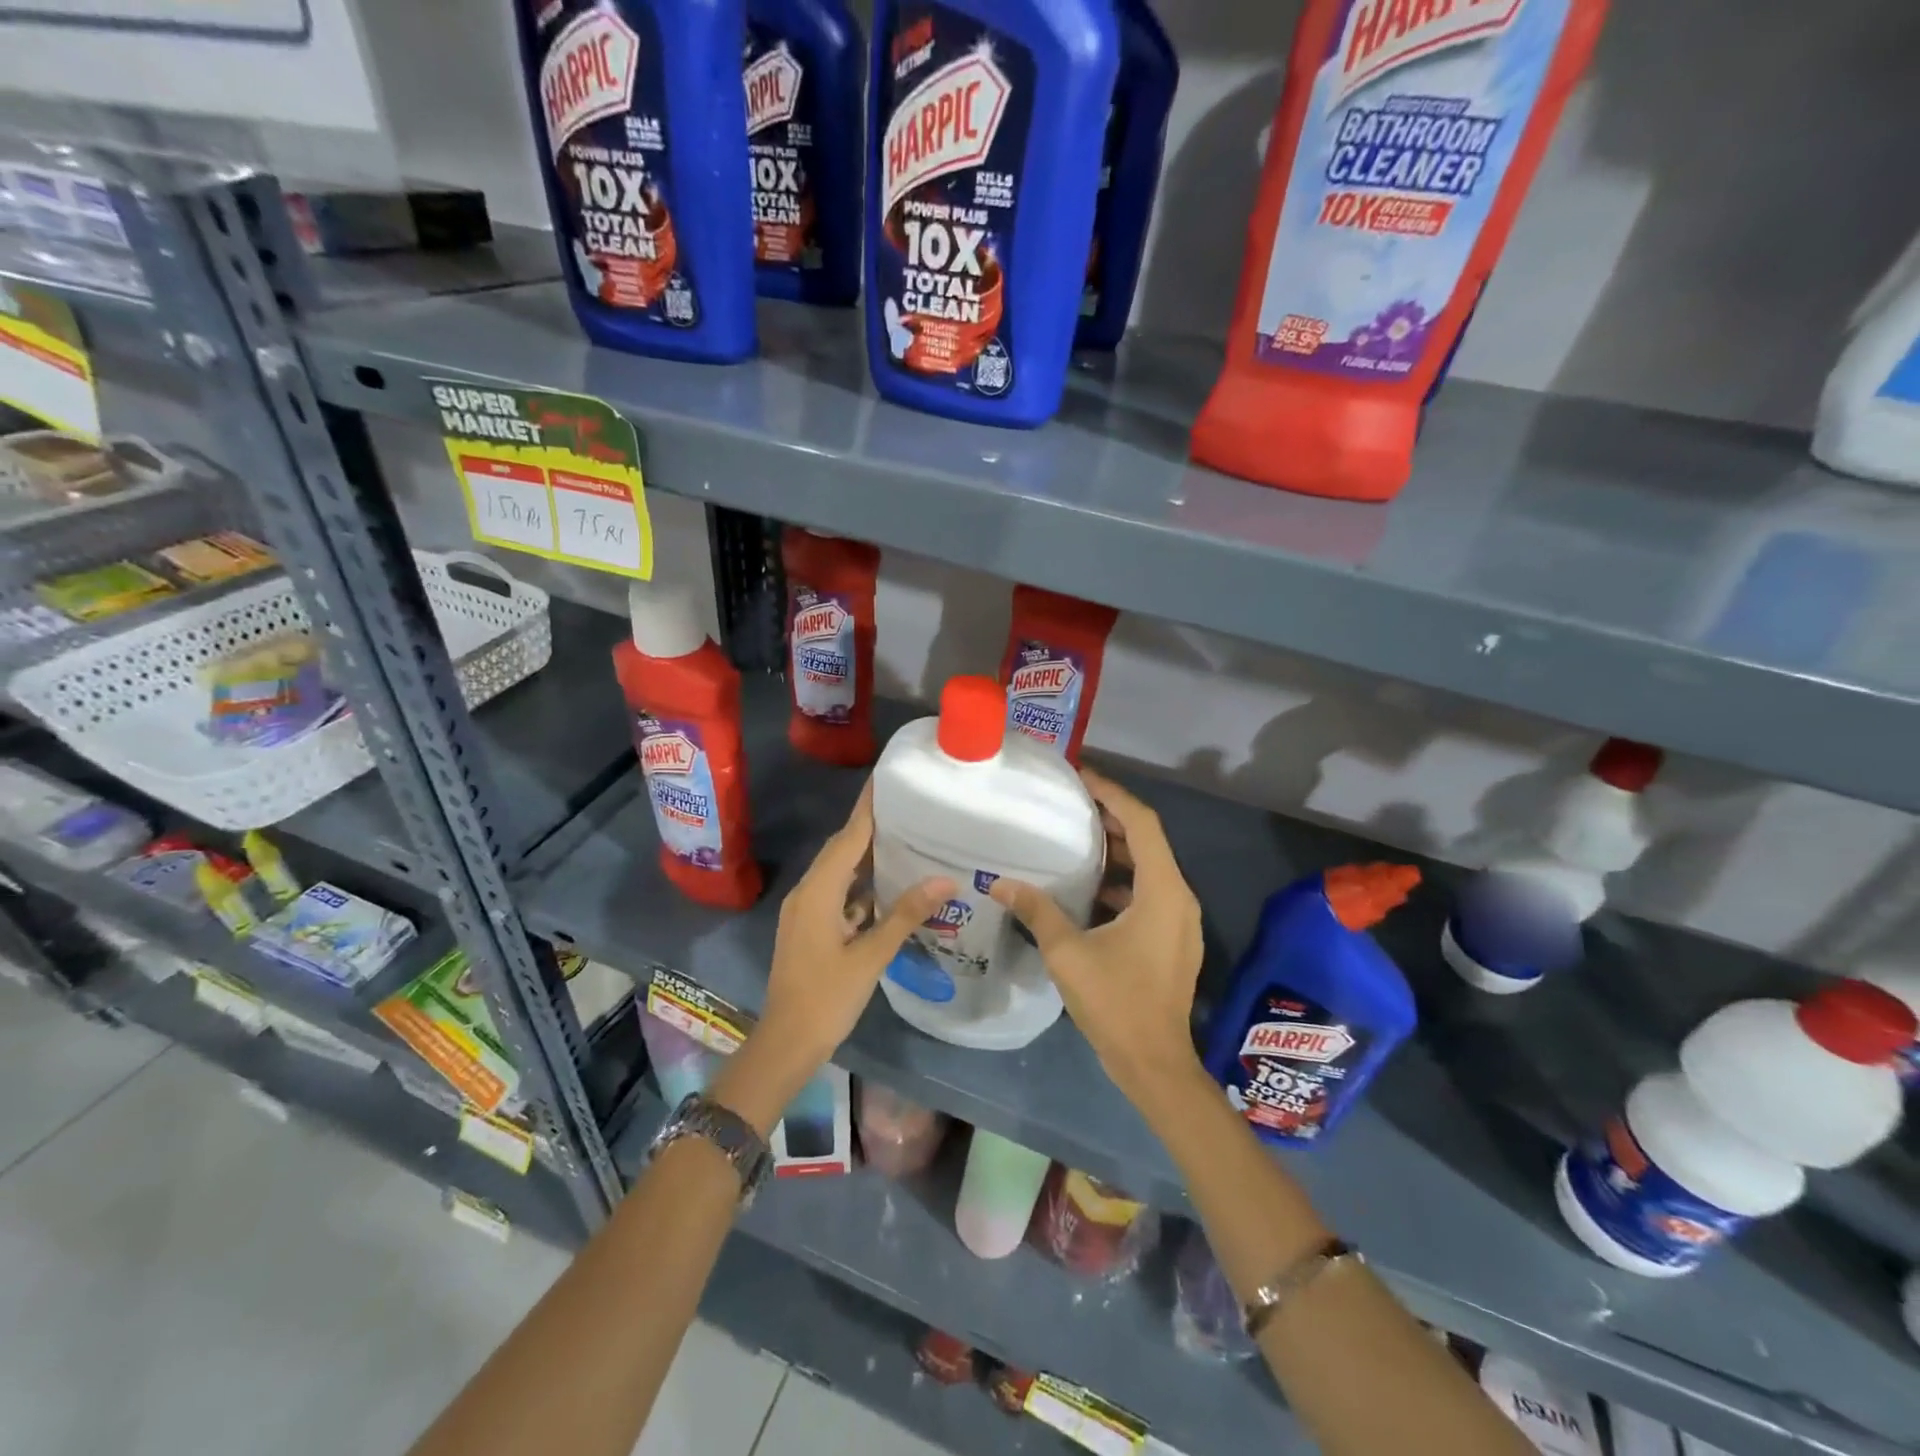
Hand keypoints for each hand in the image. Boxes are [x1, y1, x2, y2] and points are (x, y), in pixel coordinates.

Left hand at [719, 784, 952, 1131]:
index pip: (847, 837)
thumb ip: (905, 915)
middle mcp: (807, 892)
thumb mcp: (870, 956)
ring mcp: (805, 911)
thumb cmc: (826, 998)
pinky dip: (860, 885)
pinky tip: (887, 888)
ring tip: (904, 841)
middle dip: (870, 827)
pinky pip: (836, 893)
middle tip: (907, 809)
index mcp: (818, 891)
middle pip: (840, 849)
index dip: (868, 808)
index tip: (886, 779)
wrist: (785, 1043)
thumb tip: (945, 881)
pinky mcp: (808, 928)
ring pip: (838, 872)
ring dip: (865, 857)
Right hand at [990, 768, 1204, 1106]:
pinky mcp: (1173, 938)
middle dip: (1112, 817)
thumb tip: (1000, 882)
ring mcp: (1180, 920)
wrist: (1154, 1064)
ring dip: (1117, 849)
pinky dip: (1122, 879)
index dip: (1113, 794)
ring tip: (1076, 837)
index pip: (1142, 823)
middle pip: (1149, 840)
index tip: (1081, 778)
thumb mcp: (1068, 953)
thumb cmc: (1115, 1002)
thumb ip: (1037, 910)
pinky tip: (1088, 887)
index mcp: (1162, 891)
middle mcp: (1178, 897)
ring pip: (1150, 867)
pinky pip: (1149, 892)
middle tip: (1072, 804)